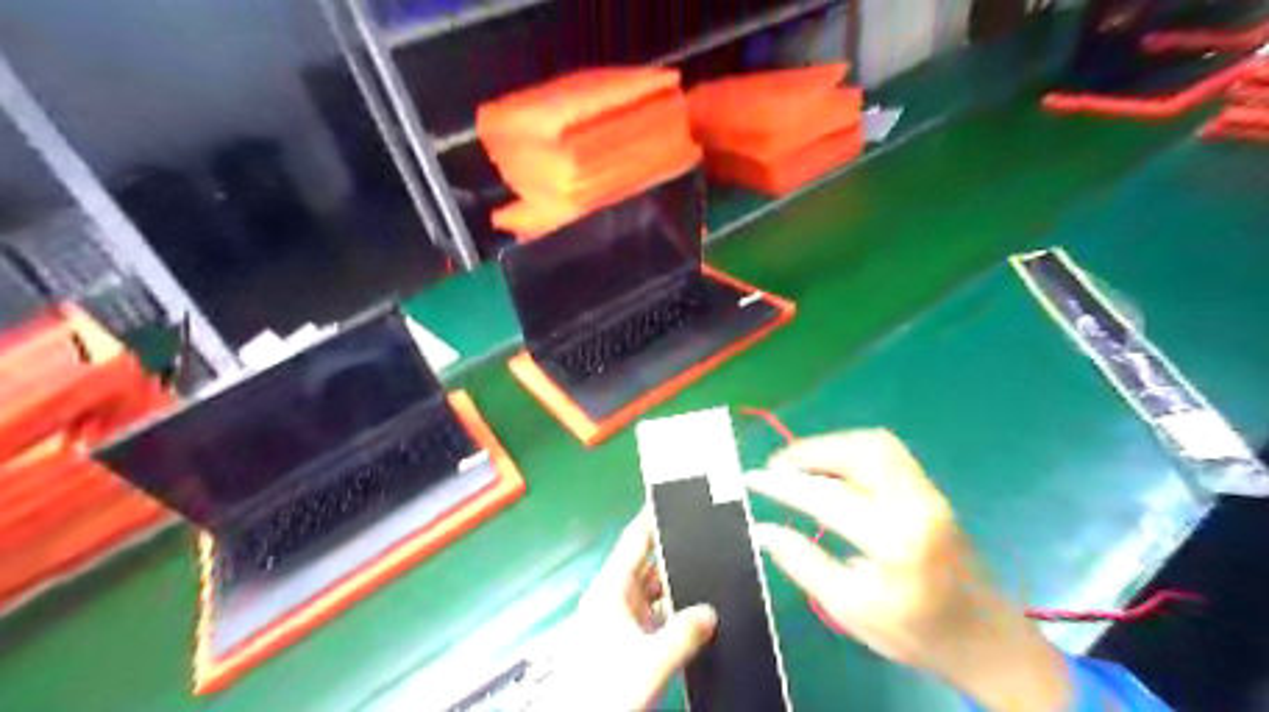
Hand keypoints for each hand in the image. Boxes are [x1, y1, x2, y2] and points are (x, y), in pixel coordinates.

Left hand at [533, 515, 712, 708]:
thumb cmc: (607, 689)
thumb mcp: (651, 662)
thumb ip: (684, 634)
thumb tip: (710, 611)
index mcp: (611, 589)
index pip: (634, 541)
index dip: (652, 518)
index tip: (674, 499)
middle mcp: (615, 598)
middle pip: (648, 565)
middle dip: (675, 554)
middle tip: (708, 539)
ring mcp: (621, 620)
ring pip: (654, 592)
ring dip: (676, 587)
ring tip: (709, 574)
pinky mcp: (627, 641)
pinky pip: (656, 616)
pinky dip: (674, 612)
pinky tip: (697, 614)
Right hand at [745, 429, 1075, 710]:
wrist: (986, 641)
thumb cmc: (916, 634)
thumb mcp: (850, 609)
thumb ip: (803, 563)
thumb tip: (762, 530)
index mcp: (896, 541)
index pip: (826, 497)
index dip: (783, 484)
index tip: (752, 478)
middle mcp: (916, 504)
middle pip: (860, 450)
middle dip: (810, 451)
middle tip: (777, 467)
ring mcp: (929, 493)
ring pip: (876, 444)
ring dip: (832, 446)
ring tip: (799, 465)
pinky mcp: (931, 491)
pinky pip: (887, 455)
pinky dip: (851, 453)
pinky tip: (831, 472)